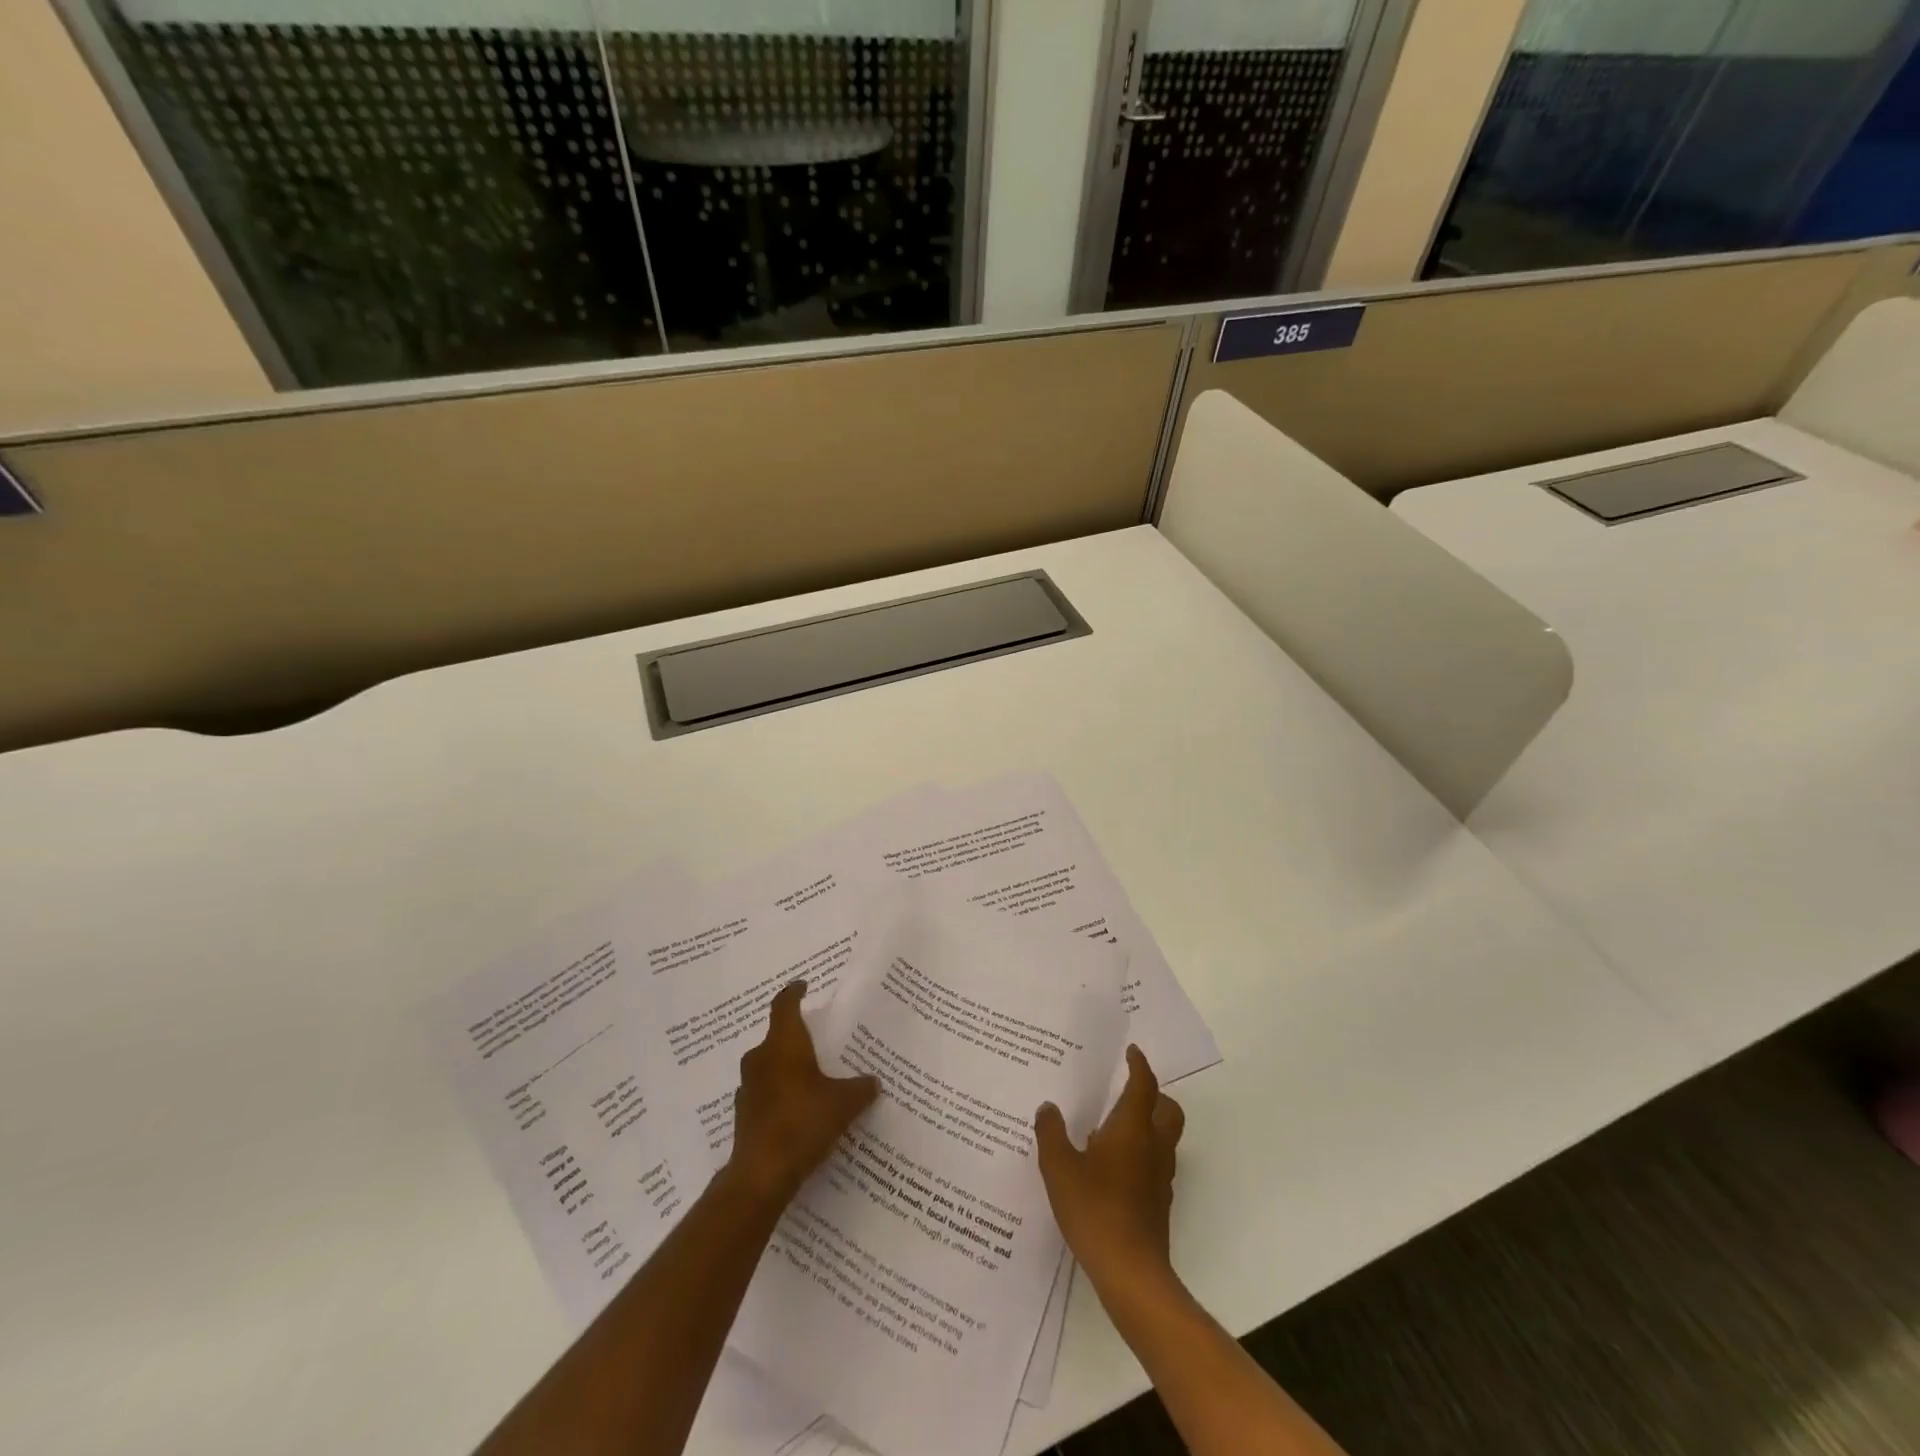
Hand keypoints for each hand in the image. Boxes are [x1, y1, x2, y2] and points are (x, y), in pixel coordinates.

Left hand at [724, 980, 878, 1205]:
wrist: (761, 1174)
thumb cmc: (803, 1122)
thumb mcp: (844, 1103)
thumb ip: (860, 1088)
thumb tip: (874, 1082)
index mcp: (784, 1044)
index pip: (785, 1005)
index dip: (794, 993)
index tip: (804, 986)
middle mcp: (761, 1058)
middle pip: (777, 1036)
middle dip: (796, 1037)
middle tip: (819, 1040)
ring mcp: (748, 1087)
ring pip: (769, 1065)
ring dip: (787, 1067)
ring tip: (812, 1077)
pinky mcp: (744, 1114)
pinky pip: (765, 1092)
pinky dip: (780, 1094)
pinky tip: (798, 1110)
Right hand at [1034, 1045, 1184, 1291]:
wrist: (1130, 1272)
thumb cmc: (1094, 1209)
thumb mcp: (1059, 1168)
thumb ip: (1051, 1133)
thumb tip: (1048, 1108)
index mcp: (1132, 1128)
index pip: (1143, 1085)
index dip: (1139, 1065)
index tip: (1131, 1052)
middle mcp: (1153, 1146)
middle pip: (1167, 1109)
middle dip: (1153, 1094)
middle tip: (1127, 1090)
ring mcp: (1160, 1176)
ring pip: (1165, 1137)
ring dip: (1148, 1124)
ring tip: (1113, 1127)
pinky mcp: (1159, 1202)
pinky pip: (1155, 1162)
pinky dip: (1142, 1153)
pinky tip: (1113, 1166)